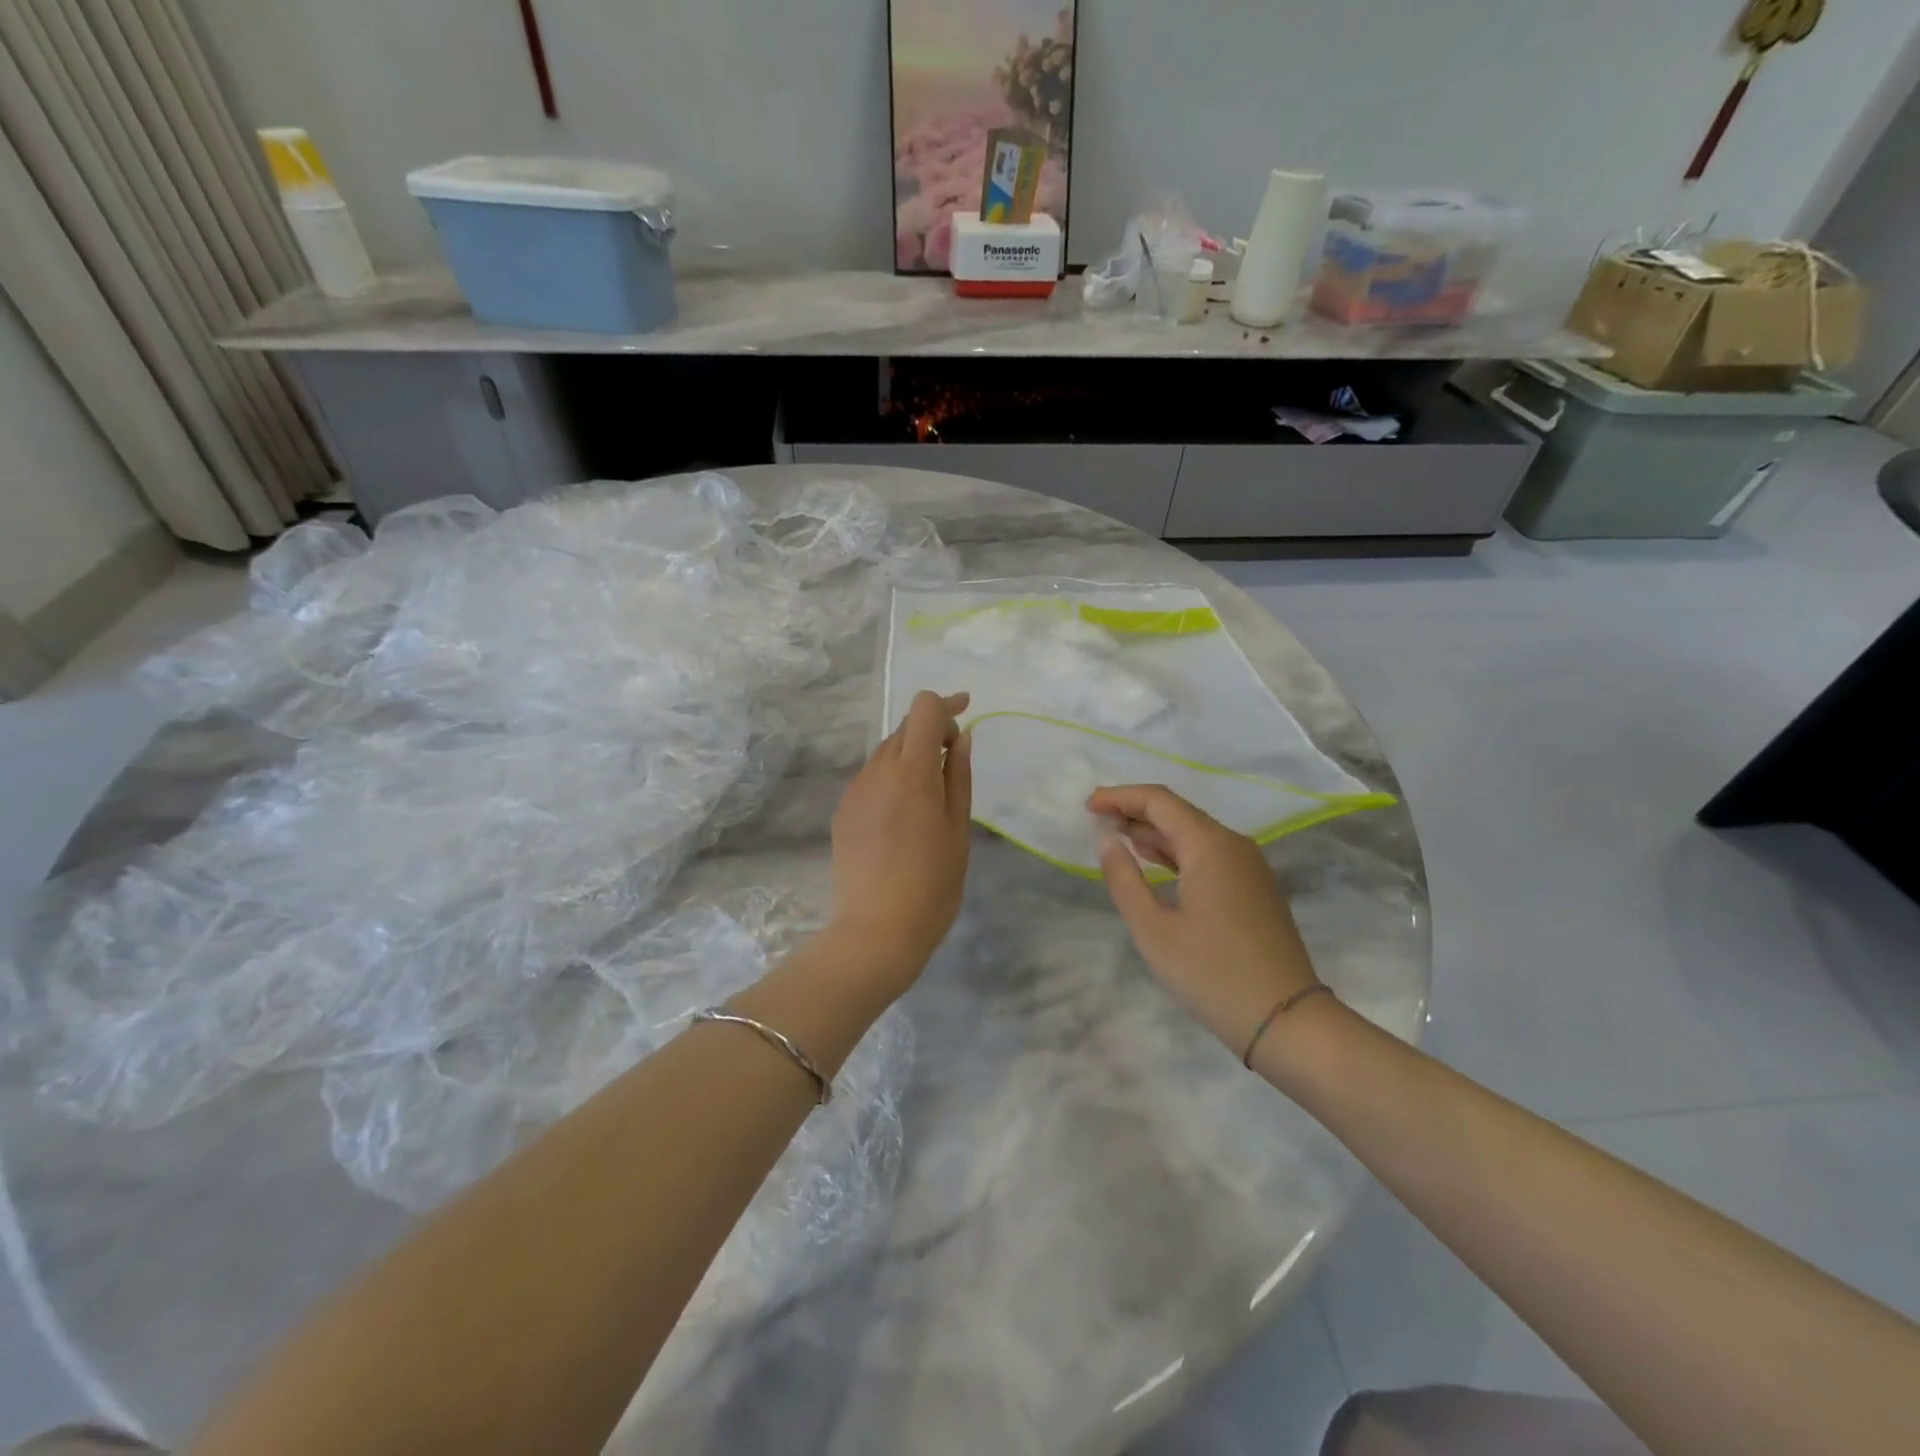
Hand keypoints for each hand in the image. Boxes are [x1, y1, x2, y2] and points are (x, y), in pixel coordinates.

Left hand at [827, 691, 972, 991]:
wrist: (875, 931)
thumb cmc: (932, 884)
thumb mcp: (958, 829)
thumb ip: (959, 776)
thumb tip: (962, 738)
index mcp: (912, 771)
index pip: (923, 709)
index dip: (947, 705)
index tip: (966, 715)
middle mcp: (878, 771)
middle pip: (904, 728)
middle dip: (932, 731)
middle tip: (955, 760)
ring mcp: (855, 791)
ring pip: (885, 752)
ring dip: (910, 756)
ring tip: (930, 794)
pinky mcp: (842, 811)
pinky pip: (871, 778)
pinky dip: (891, 779)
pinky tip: (903, 815)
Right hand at [1088, 784, 1321, 1060]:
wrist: (1287, 1020)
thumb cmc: (1212, 974)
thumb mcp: (1153, 930)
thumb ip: (1124, 879)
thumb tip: (1107, 841)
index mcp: (1210, 846)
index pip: (1159, 801)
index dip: (1120, 797)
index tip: (1088, 807)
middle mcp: (1234, 845)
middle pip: (1178, 813)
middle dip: (1135, 811)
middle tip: (1097, 819)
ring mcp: (1249, 867)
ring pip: (1195, 834)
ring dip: (1155, 832)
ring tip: (1117, 837)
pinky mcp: (1255, 889)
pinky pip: (1209, 855)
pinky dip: (1177, 852)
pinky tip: (1156, 862)